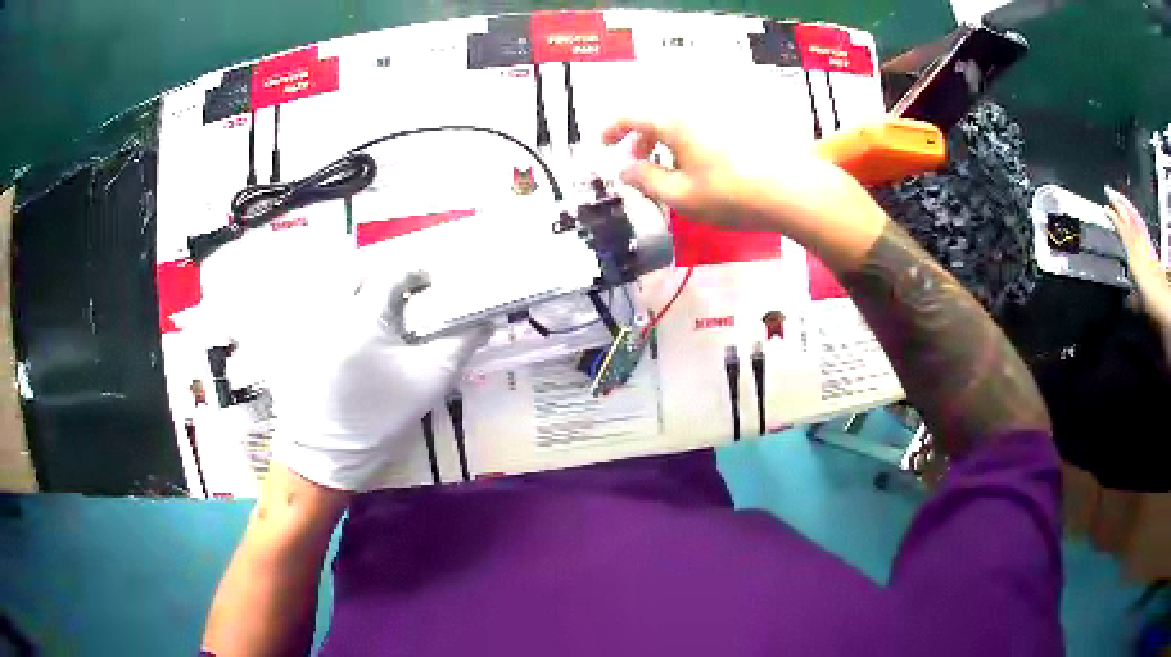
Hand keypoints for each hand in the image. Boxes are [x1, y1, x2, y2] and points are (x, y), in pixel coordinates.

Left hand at [271, 271, 489, 490]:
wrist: (326, 454)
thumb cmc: (379, 418)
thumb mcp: (428, 382)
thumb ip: (459, 345)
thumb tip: (484, 320)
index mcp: (364, 313)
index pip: (395, 272)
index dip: (419, 273)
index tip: (435, 286)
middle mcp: (332, 306)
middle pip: (362, 272)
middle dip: (386, 279)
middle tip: (405, 301)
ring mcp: (310, 320)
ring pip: (337, 286)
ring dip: (361, 291)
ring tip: (379, 317)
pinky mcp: (298, 336)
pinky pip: (319, 305)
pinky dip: (339, 308)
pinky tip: (352, 335)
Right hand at [602, 118, 887, 268]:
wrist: (792, 190)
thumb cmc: (730, 194)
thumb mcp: (680, 196)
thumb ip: (645, 181)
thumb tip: (624, 170)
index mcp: (673, 122)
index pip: (632, 115)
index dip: (611, 129)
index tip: (602, 146)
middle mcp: (695, 109)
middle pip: (657, 115)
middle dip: (640, 138)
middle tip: (638, 163)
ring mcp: (721, 114)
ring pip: (682, 121)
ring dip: (666, 140)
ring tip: (672, 170)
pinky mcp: (742, 123)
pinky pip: (704, 125)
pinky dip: (691, 141)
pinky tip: (703, 165)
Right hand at [1104, 186, 1170, 327]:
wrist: (1165, 301)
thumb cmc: (1152, 302)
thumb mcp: (1139, 303)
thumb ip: (1131, 297)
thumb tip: (1125, 296)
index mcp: (1134, 257)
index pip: (1122, 230)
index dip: (1113, 218)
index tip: (1105, 209)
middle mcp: (1140, 245)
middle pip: (1129, 218)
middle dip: (1119, 204)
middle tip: (1109, 192)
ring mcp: (1146, 243)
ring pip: (1135, 218)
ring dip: (1126, 205)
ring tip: (1118, 196)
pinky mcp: (1151, 246)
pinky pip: (1142, 225)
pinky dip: (1136, 215)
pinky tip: (1133, 212)